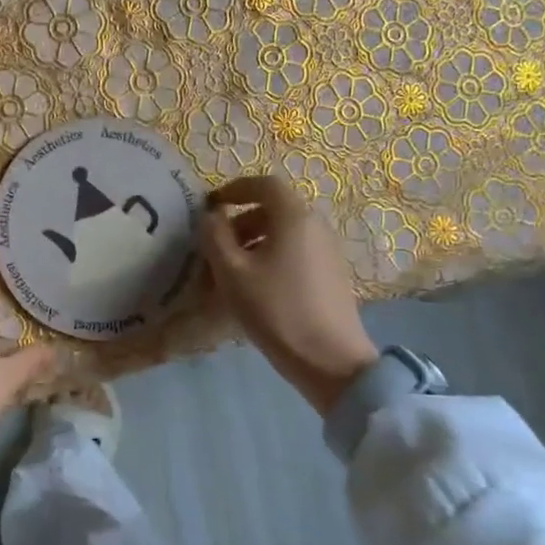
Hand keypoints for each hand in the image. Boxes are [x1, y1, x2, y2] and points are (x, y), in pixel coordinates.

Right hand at [200, 175, 378, 414]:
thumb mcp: (232, 272)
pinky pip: (296, 251)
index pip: (264, 184)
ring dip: (255, 241)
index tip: (212, 205)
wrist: (330, 360)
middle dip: (241, 220)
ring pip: (285, 232)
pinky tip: (257, 287)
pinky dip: (272, 256)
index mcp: (294, 217)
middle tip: (217, 245)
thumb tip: (212, 216)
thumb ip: (215, 236)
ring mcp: (328, 250)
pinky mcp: (332, 274)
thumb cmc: (276, 309)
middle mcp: (316, 226)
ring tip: (232, 271)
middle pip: (275, 209)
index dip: (235, 188)